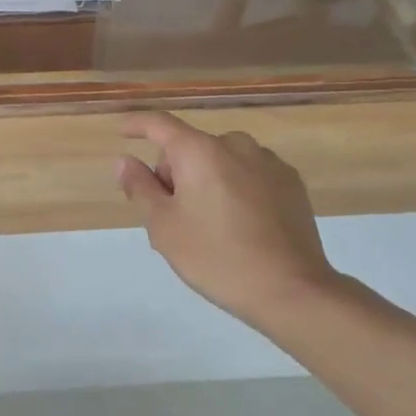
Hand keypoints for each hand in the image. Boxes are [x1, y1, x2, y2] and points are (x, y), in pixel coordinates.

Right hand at [118, 112, 337, 331]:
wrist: (293, 291)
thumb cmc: (217, 257)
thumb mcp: (164, 227)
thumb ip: (140, 188)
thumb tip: (125, 161)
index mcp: (200, 151)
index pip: (160, 124)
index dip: (137, 125)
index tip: (123, 132)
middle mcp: (235, 144)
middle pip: (191, 147)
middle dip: (175, 172)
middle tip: (174, 216)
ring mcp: (268, 162)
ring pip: (221, 160)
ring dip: (207, 179)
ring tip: (210, 225)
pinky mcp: (292, 183)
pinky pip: (250, 174)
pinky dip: (236, 188)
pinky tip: (241, 225)